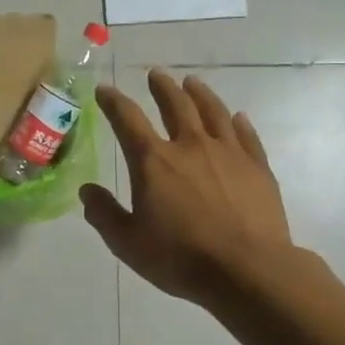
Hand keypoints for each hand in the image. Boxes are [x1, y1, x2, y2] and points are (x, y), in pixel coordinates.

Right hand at [80, 71, 297, 304]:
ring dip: (200, 94)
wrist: (247, 270)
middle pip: (175, 105)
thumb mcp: (127, 243)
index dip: (113, 102)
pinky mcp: (258, 167)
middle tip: (156, 74)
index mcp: (153, 161)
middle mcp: (190, 146)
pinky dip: (239, 123)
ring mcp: (228, 153)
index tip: (104, 90)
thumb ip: (104, 214)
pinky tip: (238, 117)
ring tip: (192, 83)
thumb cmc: (180, 257)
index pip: (127, 119)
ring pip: (213, 112)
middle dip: (162, 87)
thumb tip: (87, 191)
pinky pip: (247, 136)